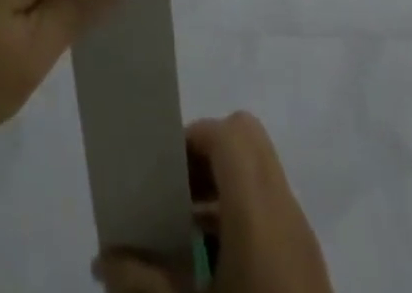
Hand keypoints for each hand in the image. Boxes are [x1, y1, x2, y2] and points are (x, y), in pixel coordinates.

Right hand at [94, 114, 333, 292]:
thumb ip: (140, 280)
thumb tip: (102, 258)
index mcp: (258, 213)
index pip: (228, 133)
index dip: (193, 138)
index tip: (164, 172)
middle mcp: (285, 214)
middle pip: (247, 140)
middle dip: (207, 154)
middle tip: (176, 191)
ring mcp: (303, 241)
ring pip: (260, 174)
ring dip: (222, 185)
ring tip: (187, 232)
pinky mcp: (309, 268)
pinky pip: (272, 211)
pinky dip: (240, 215)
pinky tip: (214, 266)